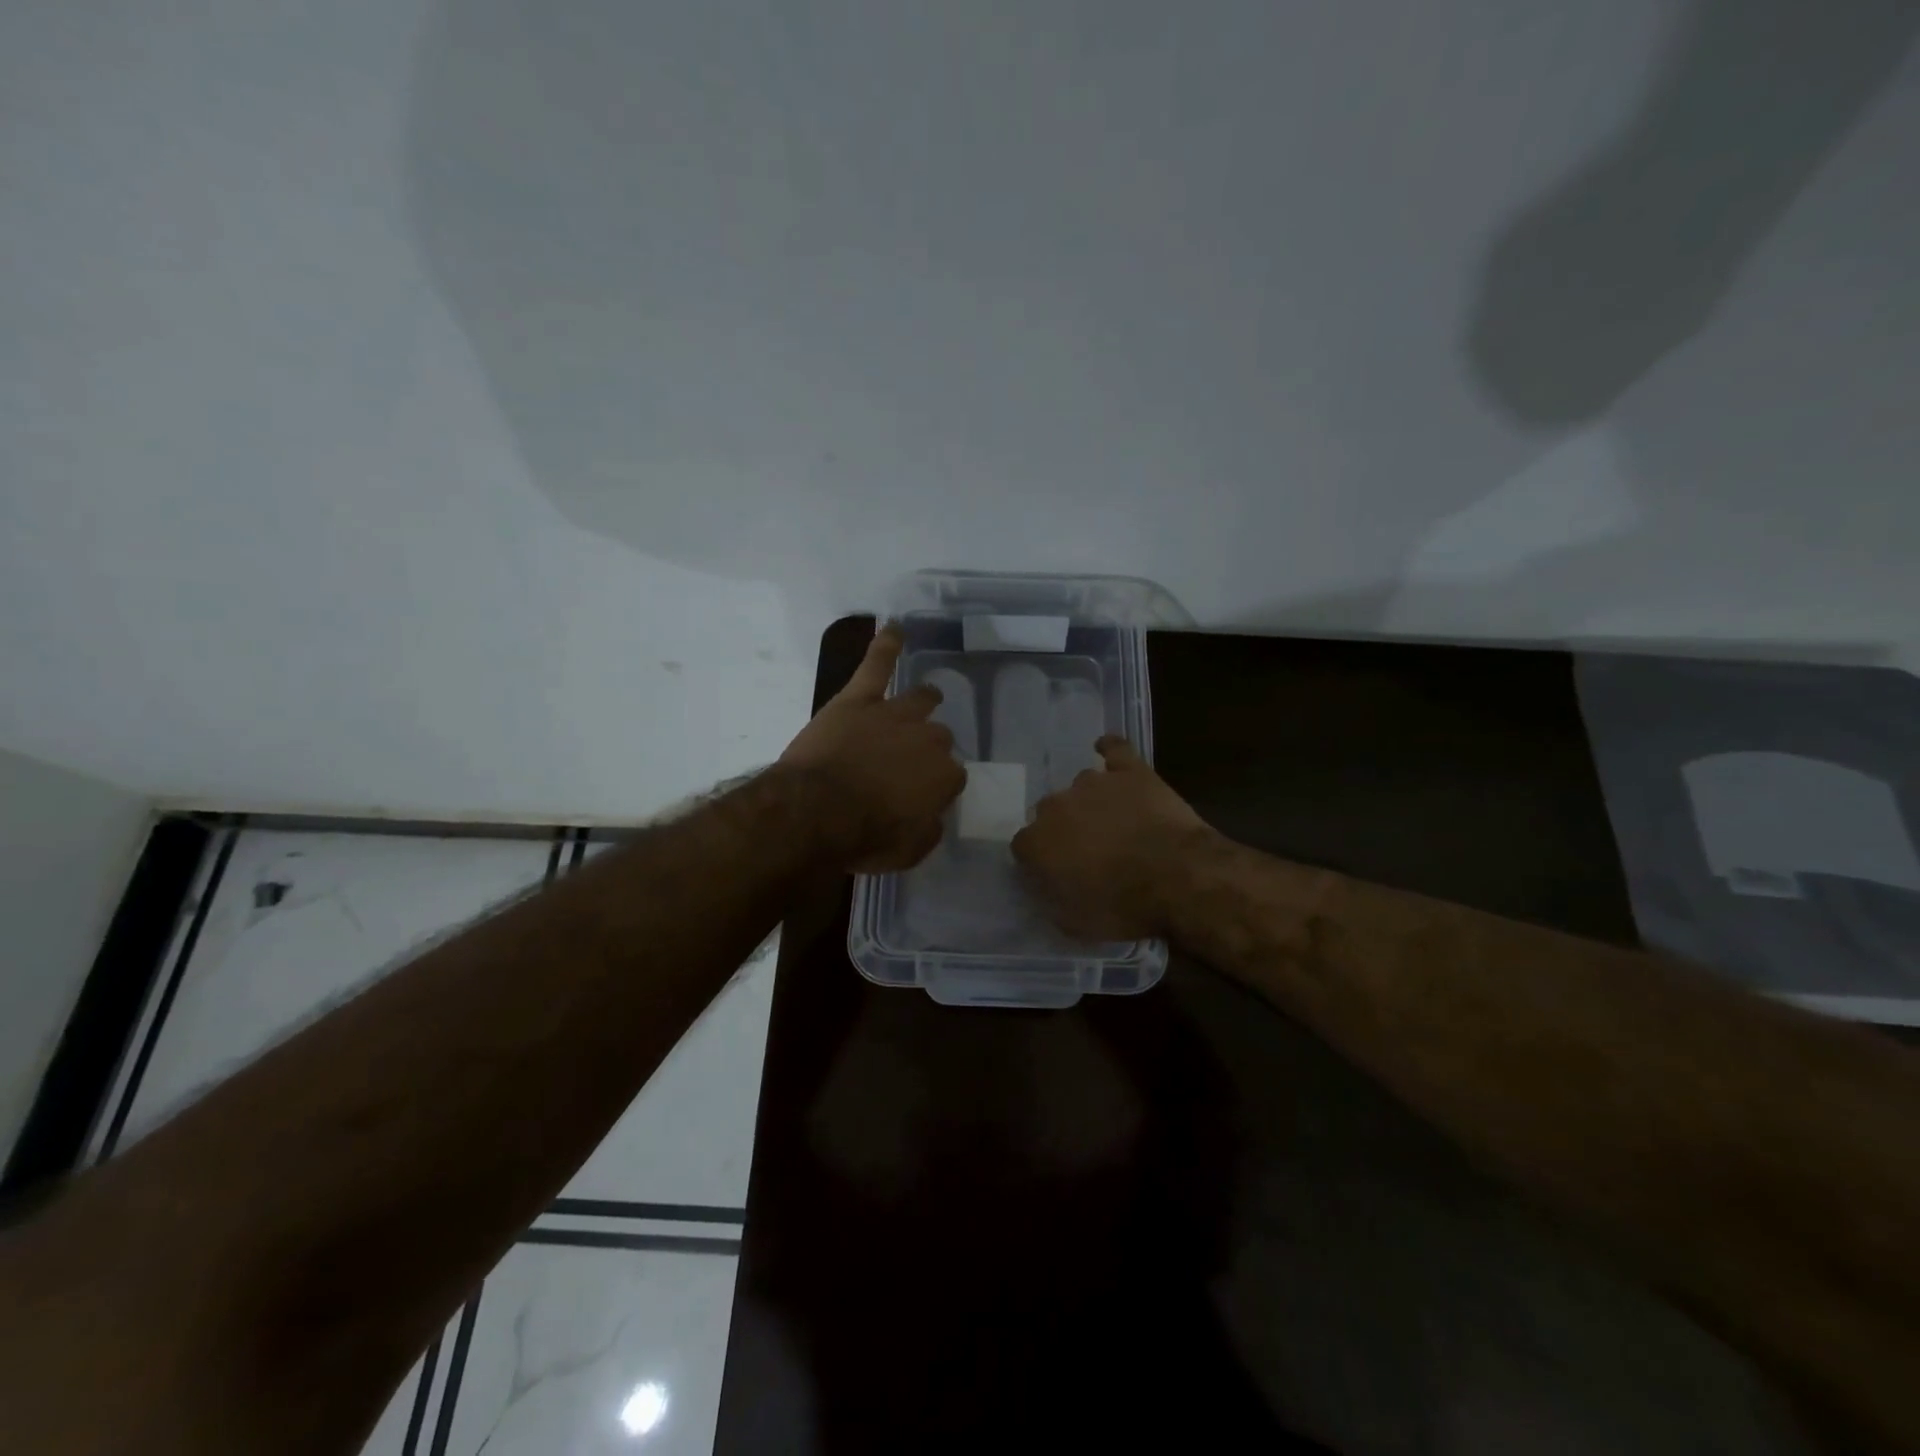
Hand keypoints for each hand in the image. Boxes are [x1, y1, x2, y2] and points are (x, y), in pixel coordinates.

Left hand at [779, 624, 966, 871]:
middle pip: (938, 737)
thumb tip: (934, 815)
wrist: (815, 812)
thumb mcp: (908, 851)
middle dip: (927, 749)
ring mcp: (894, 714)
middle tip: (905, 765)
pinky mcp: (859, 699)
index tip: (920, 798)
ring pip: (919, 700)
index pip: (952, 777)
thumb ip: (929, 829)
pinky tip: (895, 628)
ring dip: (923, 701)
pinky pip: (877, 664)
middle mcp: (928, 738)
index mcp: (944, 776)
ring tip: (926, 698)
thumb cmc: (863, 837)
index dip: (936, 787)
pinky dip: (886, 645)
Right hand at [1012, 737, 1212, 939]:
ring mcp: (1094, 783)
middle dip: (1064, 829)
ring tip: (1114, 822)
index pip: (1023, 846)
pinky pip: (1114, 749)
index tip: (1056, 874)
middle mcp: (1057, 805)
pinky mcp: (1130, 770)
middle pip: (1049, 812)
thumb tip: (1047, 887)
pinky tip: (1108, 751)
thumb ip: (1052, 899)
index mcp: (1038, 842)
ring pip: (1081, 786)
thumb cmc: (1123, 906)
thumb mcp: (1075, 922)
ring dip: (1090, 802)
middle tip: (1088, 851)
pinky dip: (1109, 749)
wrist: (1178, 876)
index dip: (1039, 860)